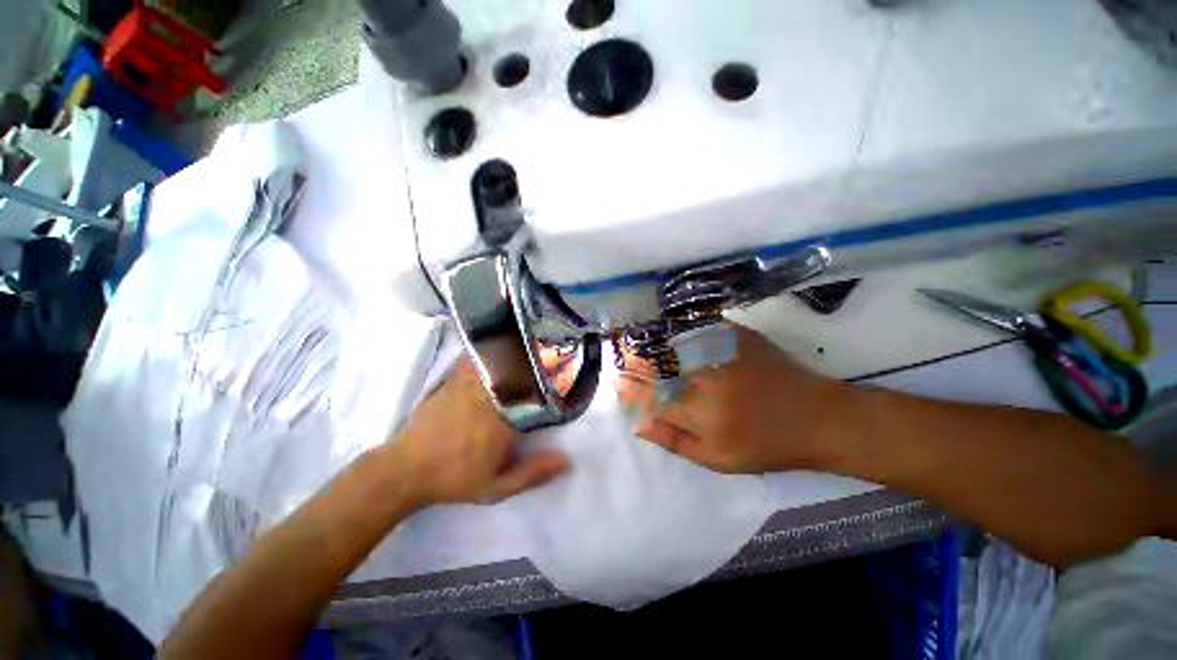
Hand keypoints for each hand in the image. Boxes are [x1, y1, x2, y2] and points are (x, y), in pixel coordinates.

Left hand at [393, 359, 568, 505]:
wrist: (406, 470)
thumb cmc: (455, 478)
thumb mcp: (497, 487)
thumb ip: (533, 473)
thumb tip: (567, 460)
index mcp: (504, 420)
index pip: (536, 391)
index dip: (553, 377)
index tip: (566, 369)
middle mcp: (489, 397)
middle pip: (521, 369)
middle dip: (539, 358)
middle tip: (554, 350)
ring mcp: (469, 385)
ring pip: (500, 361)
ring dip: (517, 351)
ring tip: (532, 342)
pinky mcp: (453, 380)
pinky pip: (476, 359)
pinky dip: (490, 350)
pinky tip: (499, 344)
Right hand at [617, 325, 854, 472]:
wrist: (817, 418)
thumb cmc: (767, 446)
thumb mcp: (719, 460)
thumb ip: (676, 441)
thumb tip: (639, 425)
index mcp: (701, 413)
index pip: (652, 397)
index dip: (631, 389)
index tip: (618, 383)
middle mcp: (707, 379)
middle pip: (658, 366)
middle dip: (634, 361)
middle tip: (622, 357)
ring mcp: (723, 354)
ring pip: (675, 344)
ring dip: (653, 343)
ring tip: (639, 342)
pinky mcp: (739, 338)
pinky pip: (702, 327)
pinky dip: (683, 328)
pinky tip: (672, 329)